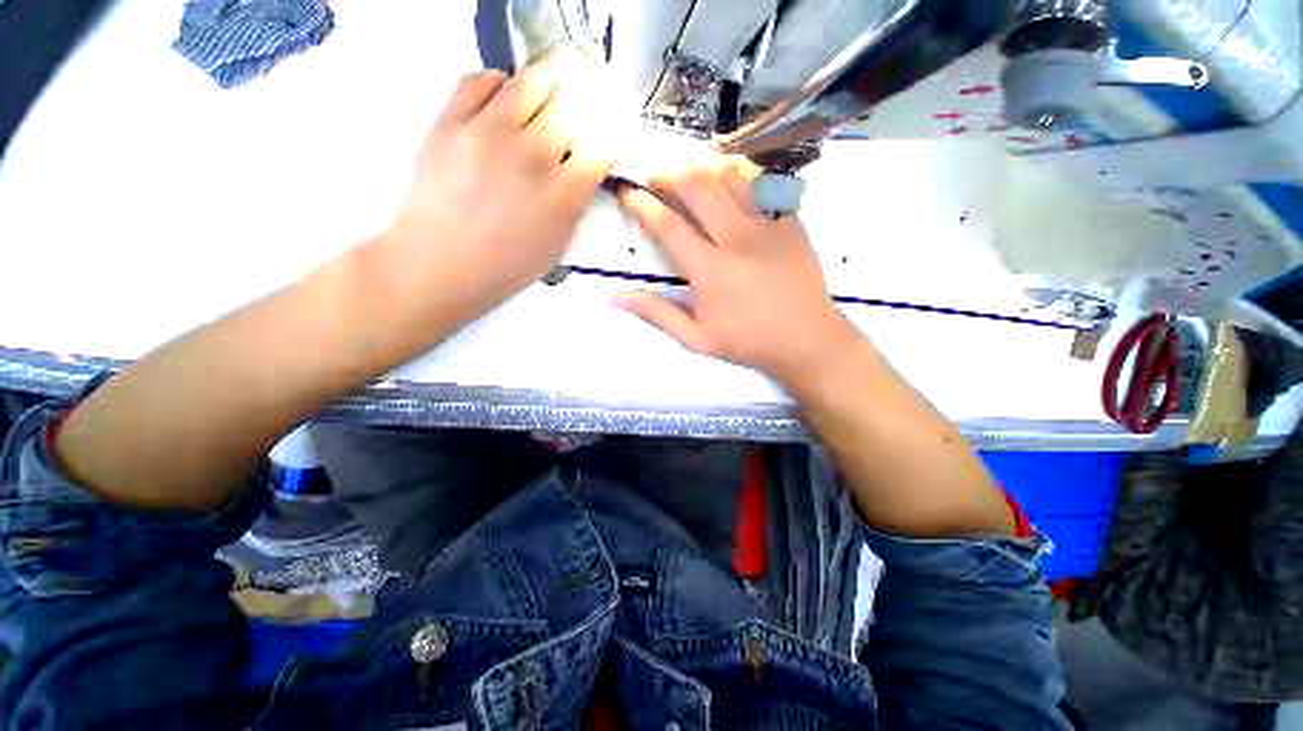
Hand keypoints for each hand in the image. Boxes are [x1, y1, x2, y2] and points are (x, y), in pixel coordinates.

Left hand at [372, 57, 614, 332]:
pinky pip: (481, 79)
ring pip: (532, 80)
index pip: (602, 144)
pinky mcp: (450, 121)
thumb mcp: (558, 244)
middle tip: (592, 83)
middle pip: (573, 102)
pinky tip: (505, 95)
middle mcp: (532, 155)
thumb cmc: (506, 266)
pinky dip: (501, 81)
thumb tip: (584, 167)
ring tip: (558, 73)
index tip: (611, 125)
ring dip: (553, 74)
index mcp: (563, 194)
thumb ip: (576, 202)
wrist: (438, 265)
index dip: (612, 129)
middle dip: (590, 91)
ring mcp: (488, 132)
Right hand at [614, 157, 864, 389]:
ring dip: (702, 167)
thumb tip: (614, 297)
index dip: (641, 203)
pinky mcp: (791, 221)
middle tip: (654, 177)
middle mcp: (736, 239)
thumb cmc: (748, 342)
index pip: (667, 225)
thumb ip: (656, 314)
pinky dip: (739, 174)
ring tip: (688, 174)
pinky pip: (762, 183)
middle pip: (697, 186)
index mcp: (709, 271)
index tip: (626, 190)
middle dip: (668, 173)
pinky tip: (729, 181)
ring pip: (730, 175)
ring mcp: (767, 226)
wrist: (807, 340)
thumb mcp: (696, 339)